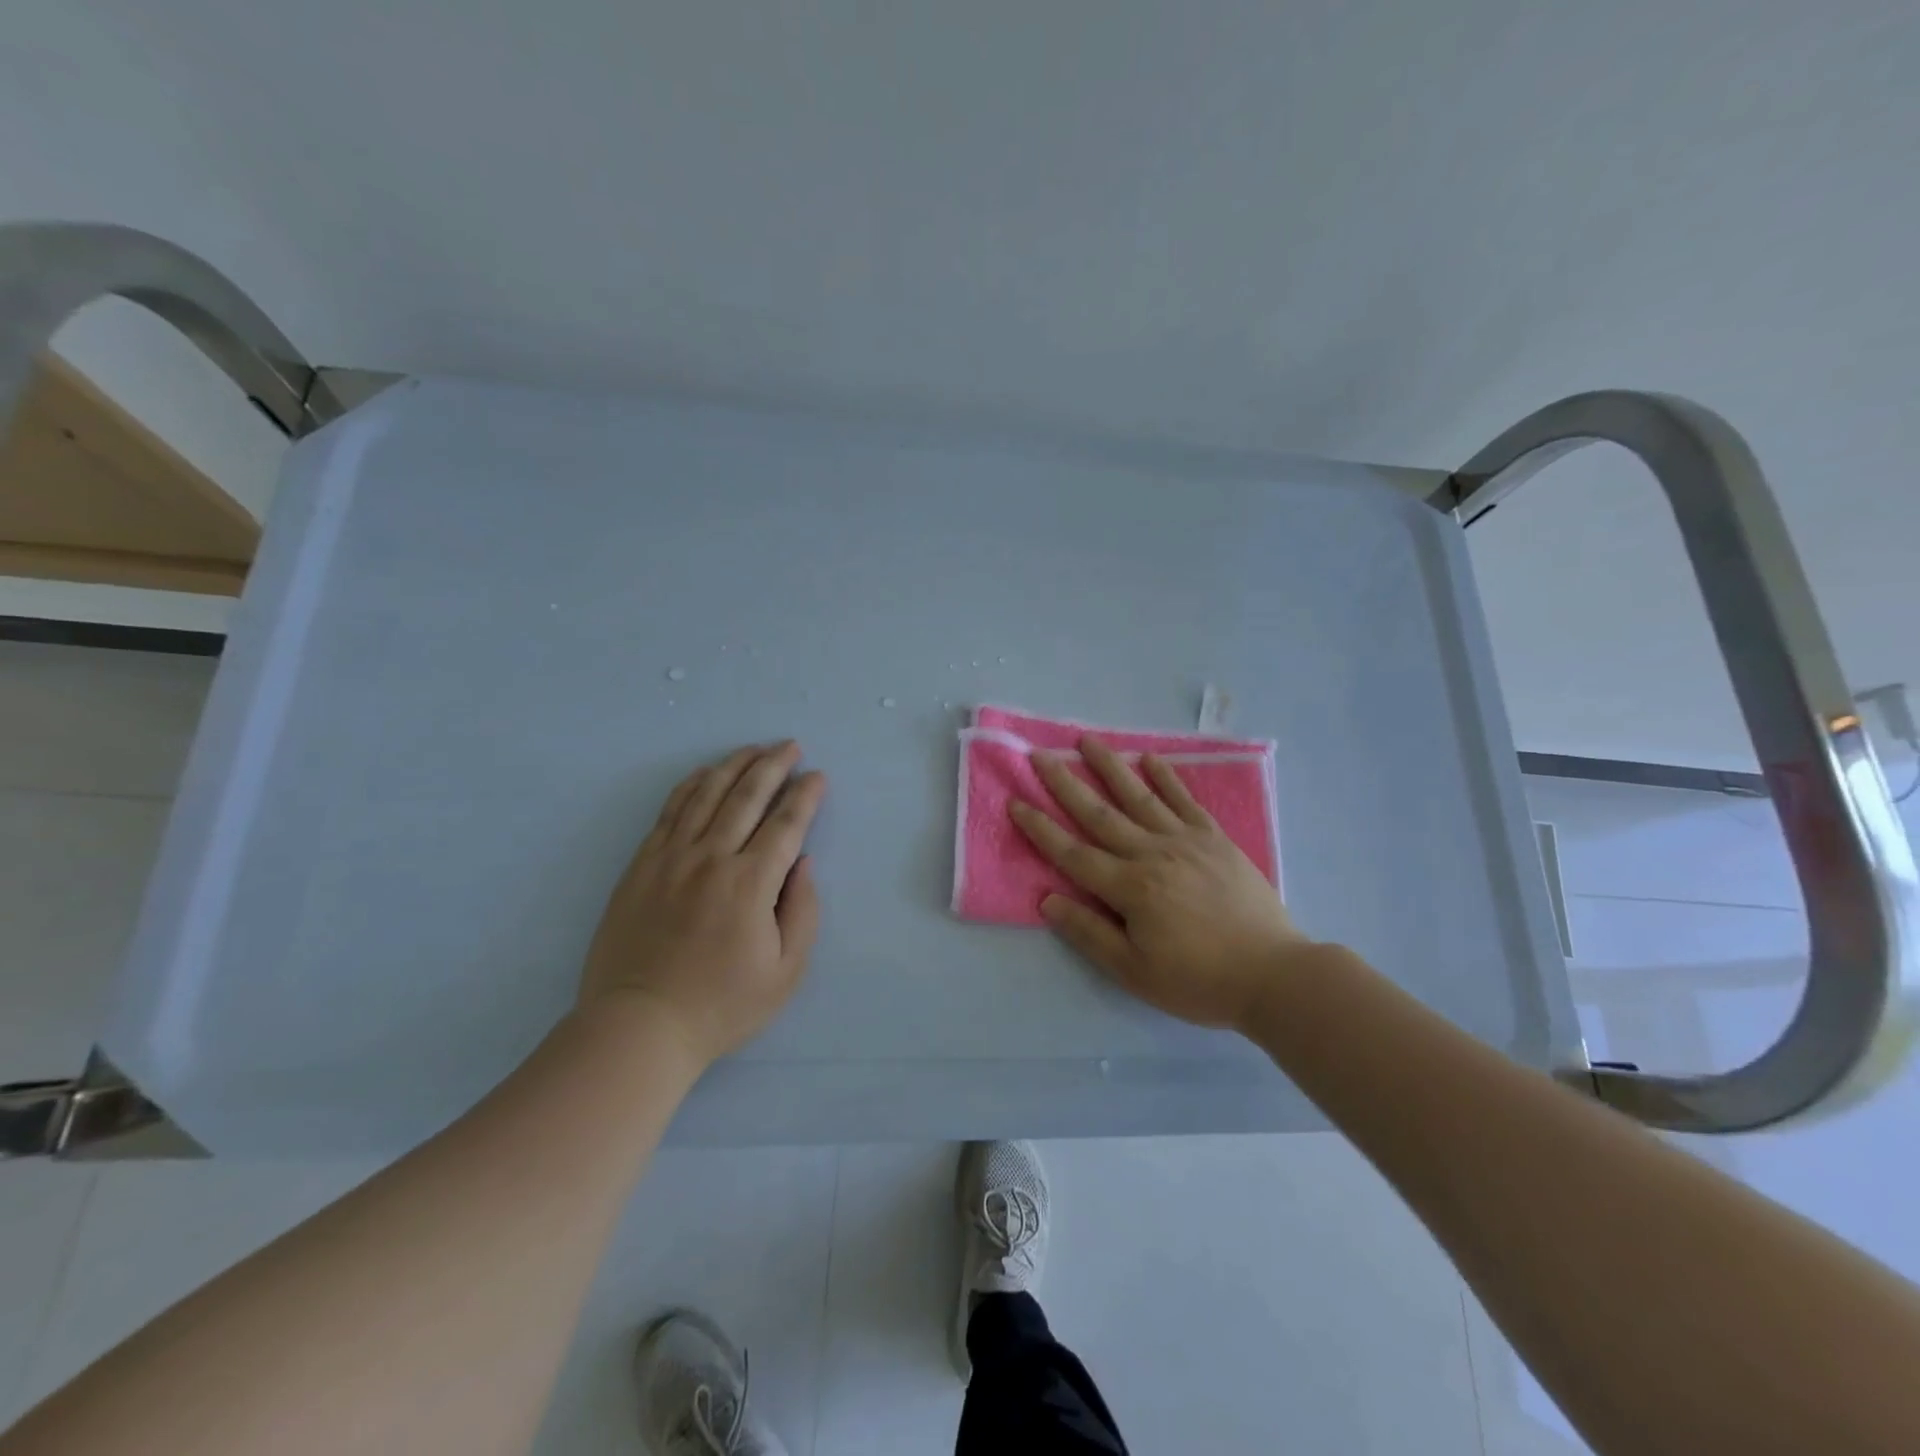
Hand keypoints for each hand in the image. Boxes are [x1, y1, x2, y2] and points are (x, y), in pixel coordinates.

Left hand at [581, 741, 826, 1065]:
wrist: (638, 1025)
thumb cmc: (721, 1005)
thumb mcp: (785, 973)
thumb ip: (802, 912)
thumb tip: (803, 863)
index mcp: (751, 883)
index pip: (786, 823)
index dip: (806, 795)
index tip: (818, 776)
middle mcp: (712, 858)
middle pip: (748, 796)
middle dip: (774, 765)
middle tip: (791, 746)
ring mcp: (671, 857)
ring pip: (708, 794)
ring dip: (735, 765)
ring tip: (755, 748)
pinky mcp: (642, 864)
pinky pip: (670, 811)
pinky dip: (691, 785)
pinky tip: (705, 773)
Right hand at [1010, 736, 1313, 1032]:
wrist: (1274, 974)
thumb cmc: (1199, 979)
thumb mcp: (1135, 972)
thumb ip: (1090, 933)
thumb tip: (1048, 899)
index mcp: (1130, 888)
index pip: (1073, 853)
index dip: (1040, 828)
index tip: (1016, 801)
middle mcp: (1152, 854)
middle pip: (1100, 814)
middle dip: (1066, 784)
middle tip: (1040, 755)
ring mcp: (1186, 841)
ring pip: (1139, 797)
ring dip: (1110, 767)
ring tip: (1087, 741)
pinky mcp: (1214, 839)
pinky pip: (1185, 801)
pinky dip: (1166, 777)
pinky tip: (1149, 759)